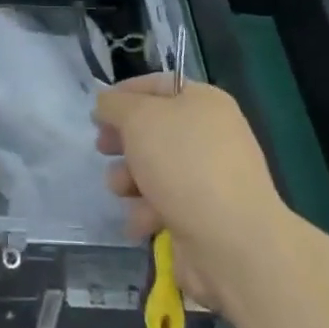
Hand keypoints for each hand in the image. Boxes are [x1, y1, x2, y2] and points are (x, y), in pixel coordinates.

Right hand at [93, 77, 280, 311]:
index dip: (124, 94)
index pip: (157, 85)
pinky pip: (165, 203)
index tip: (97, 111)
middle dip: (124, 141)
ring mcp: (209, 177)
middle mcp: (210, 135)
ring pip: (155, 168)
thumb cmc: (183, 164)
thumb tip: (106, 103)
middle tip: (102, 149)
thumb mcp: (139, 119)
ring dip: (130, 178)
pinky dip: (147, 211)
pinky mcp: (204, 215)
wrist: (231, 242)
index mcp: (204, 102)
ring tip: (121, 190)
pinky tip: (140, 222)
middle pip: (154, 129)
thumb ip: (115, 105)